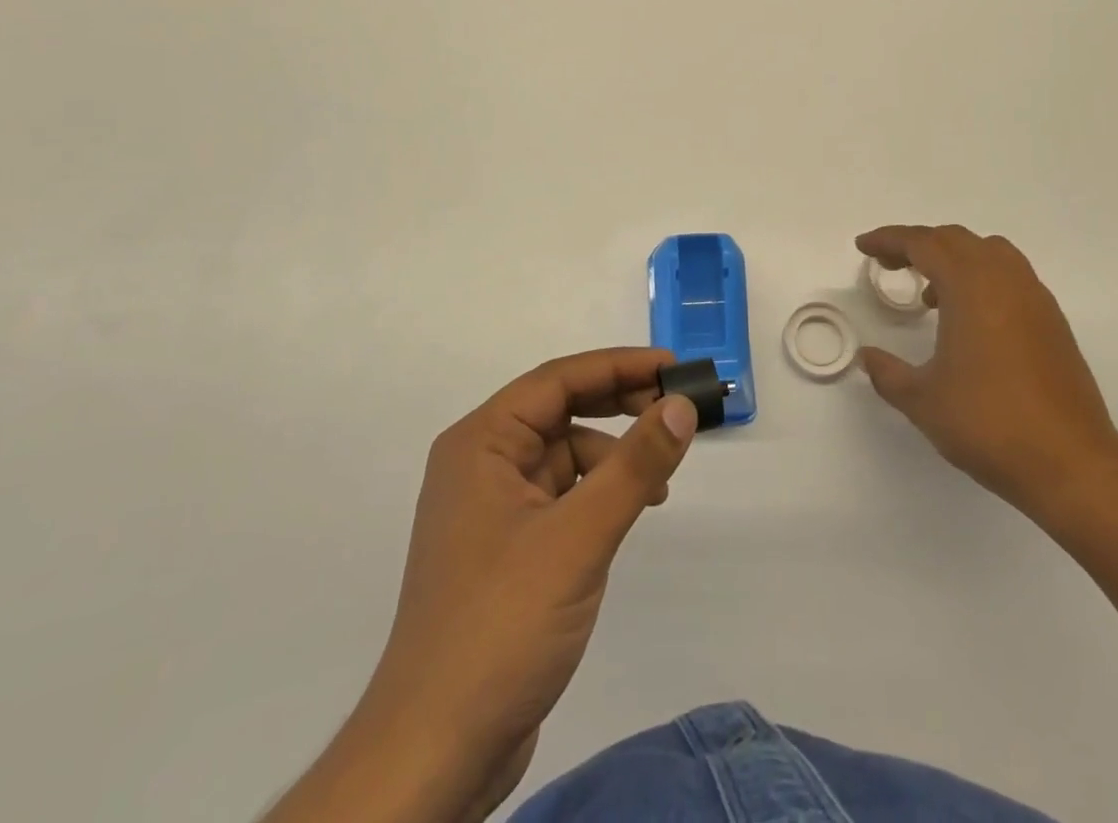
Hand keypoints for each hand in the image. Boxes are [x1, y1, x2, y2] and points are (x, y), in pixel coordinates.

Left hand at [268, 349, 697, 822]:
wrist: (437, 751)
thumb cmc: (502, 625)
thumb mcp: (579, 537)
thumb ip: (635, 466)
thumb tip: (681, 405)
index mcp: (480, 443)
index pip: (558, 380)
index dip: (618, 365)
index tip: (673, 367)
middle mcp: (480, 463)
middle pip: (560, 410)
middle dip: (619, 404)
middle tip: (676, 409)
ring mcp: (491, 508)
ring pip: (563, 454)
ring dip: (612, 455)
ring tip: (660, 478)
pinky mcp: (507, 548)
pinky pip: (561, 494)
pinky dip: (597, 493)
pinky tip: (627, 513)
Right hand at [856, 225, 1117, 524]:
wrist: (1072, 464)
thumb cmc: (989, 424)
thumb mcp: (923, 400)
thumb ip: (888, 373)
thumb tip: (869, 357)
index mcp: (971, 287)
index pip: (924, 244)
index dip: (889, 240)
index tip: (864, 246)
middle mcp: (1005, 281)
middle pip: (956, 240)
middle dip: (919, 244)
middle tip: (890, 264)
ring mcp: (1035, 299)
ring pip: (989, 252)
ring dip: (954, 258)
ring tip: (931, 292)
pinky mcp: (1052, 322)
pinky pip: (1010, 276)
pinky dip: (981, 279)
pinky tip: (969, 320)